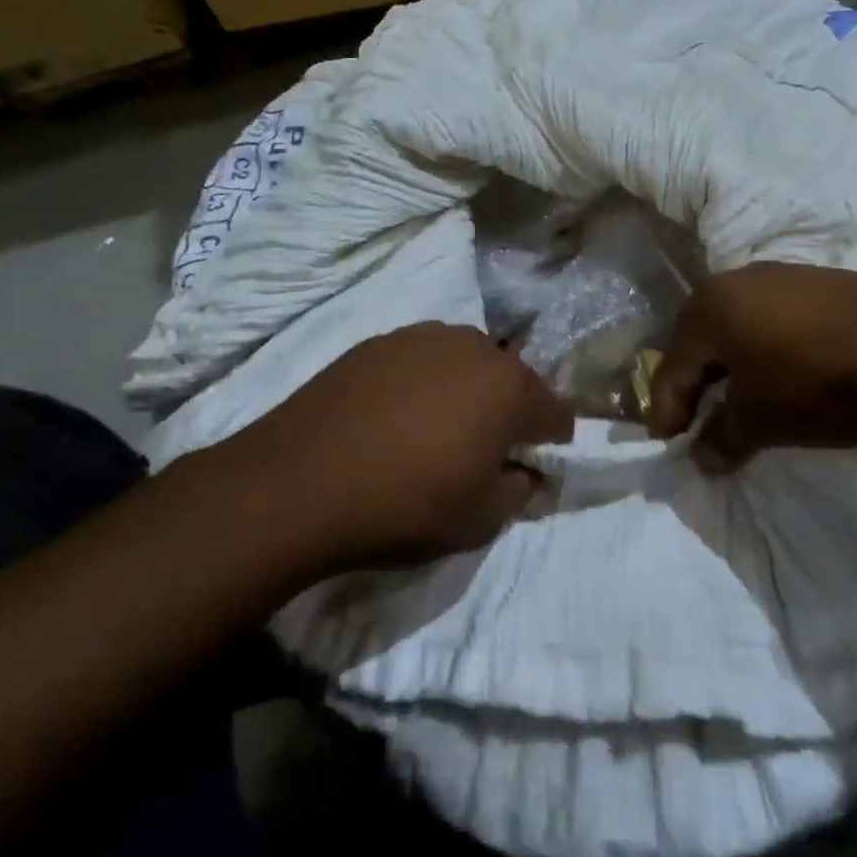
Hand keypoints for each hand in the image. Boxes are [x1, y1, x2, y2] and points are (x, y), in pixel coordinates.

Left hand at [236, 324, 573, 569]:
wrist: (299, 482)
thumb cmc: (405, 504)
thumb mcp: (479, 520)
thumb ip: (521, 493)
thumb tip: (532, 476)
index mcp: (511, 388)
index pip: (557, 411)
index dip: (551, 442)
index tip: (532, 466)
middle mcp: (477, 347)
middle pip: (513, 380)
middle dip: (509, 412)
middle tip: (482, 450)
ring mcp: (425, 336)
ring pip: (467, 362)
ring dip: (467, 390)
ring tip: (435, 429)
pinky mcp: (382, 340)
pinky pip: (423, 358)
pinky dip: (424, 381)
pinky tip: (395, 415)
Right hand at [648, 265, 856, 472]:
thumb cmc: (818, 381)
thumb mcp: (761, 421)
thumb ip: (721, 439)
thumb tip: (702, 455)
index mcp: (708, 307)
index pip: (671, 367)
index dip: (666, 411)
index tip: (668, 445)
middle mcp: (735, 281)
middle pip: (700, 342)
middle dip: (696, 387)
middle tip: (698, 425)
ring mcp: (779, 276)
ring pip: (736, 329)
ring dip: (731, 369)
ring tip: (741, 405)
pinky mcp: (817, 282)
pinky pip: (770, 321)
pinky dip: (764, 352)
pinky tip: (783, 377)